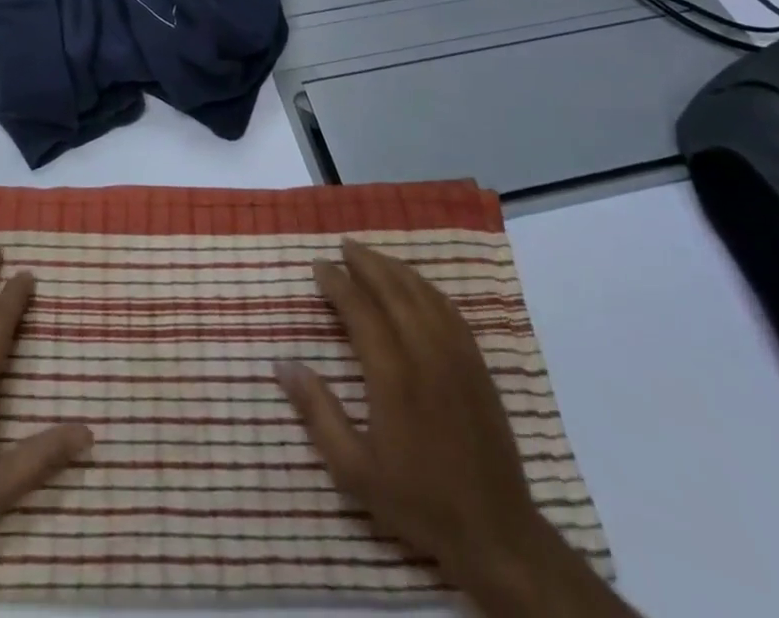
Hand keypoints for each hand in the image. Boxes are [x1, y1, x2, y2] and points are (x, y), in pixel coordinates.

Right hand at [276, 239, 635, 617]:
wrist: (495, 532)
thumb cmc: (417, 499)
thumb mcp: (353, 469)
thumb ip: (317, 412)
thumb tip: (282, 363)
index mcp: (393, 375)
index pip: (360, 309)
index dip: (337, 283)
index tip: (319, 266)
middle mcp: (426, 353)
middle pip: (392, 290)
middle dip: (365, 262)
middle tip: (342, 246)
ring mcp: (457, 356)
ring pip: (422, 294)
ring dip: (394, 268)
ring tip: (371, 255)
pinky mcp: (478, 365)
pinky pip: (449, 310)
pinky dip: (426, 287)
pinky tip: (415, 284)